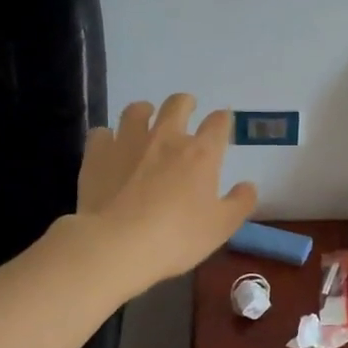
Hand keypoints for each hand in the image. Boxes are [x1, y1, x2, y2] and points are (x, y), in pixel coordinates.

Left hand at [72, 95, 257, 294]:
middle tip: (186, 108)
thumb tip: (249, 185)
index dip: (223, 120)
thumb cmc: (177, 237)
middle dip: (185, 103)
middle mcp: (166, 138)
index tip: (223, 122)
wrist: (117, 244)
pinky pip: (103, 133)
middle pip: (177, 105)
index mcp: (201, 153)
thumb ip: (240, 203)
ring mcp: (128, 142)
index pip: (218, 123)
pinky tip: (110, 147)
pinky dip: (109, 137)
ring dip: (144, 111)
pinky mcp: (98, 154)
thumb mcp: (221, 227)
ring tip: (145, 117)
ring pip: (136, 111)